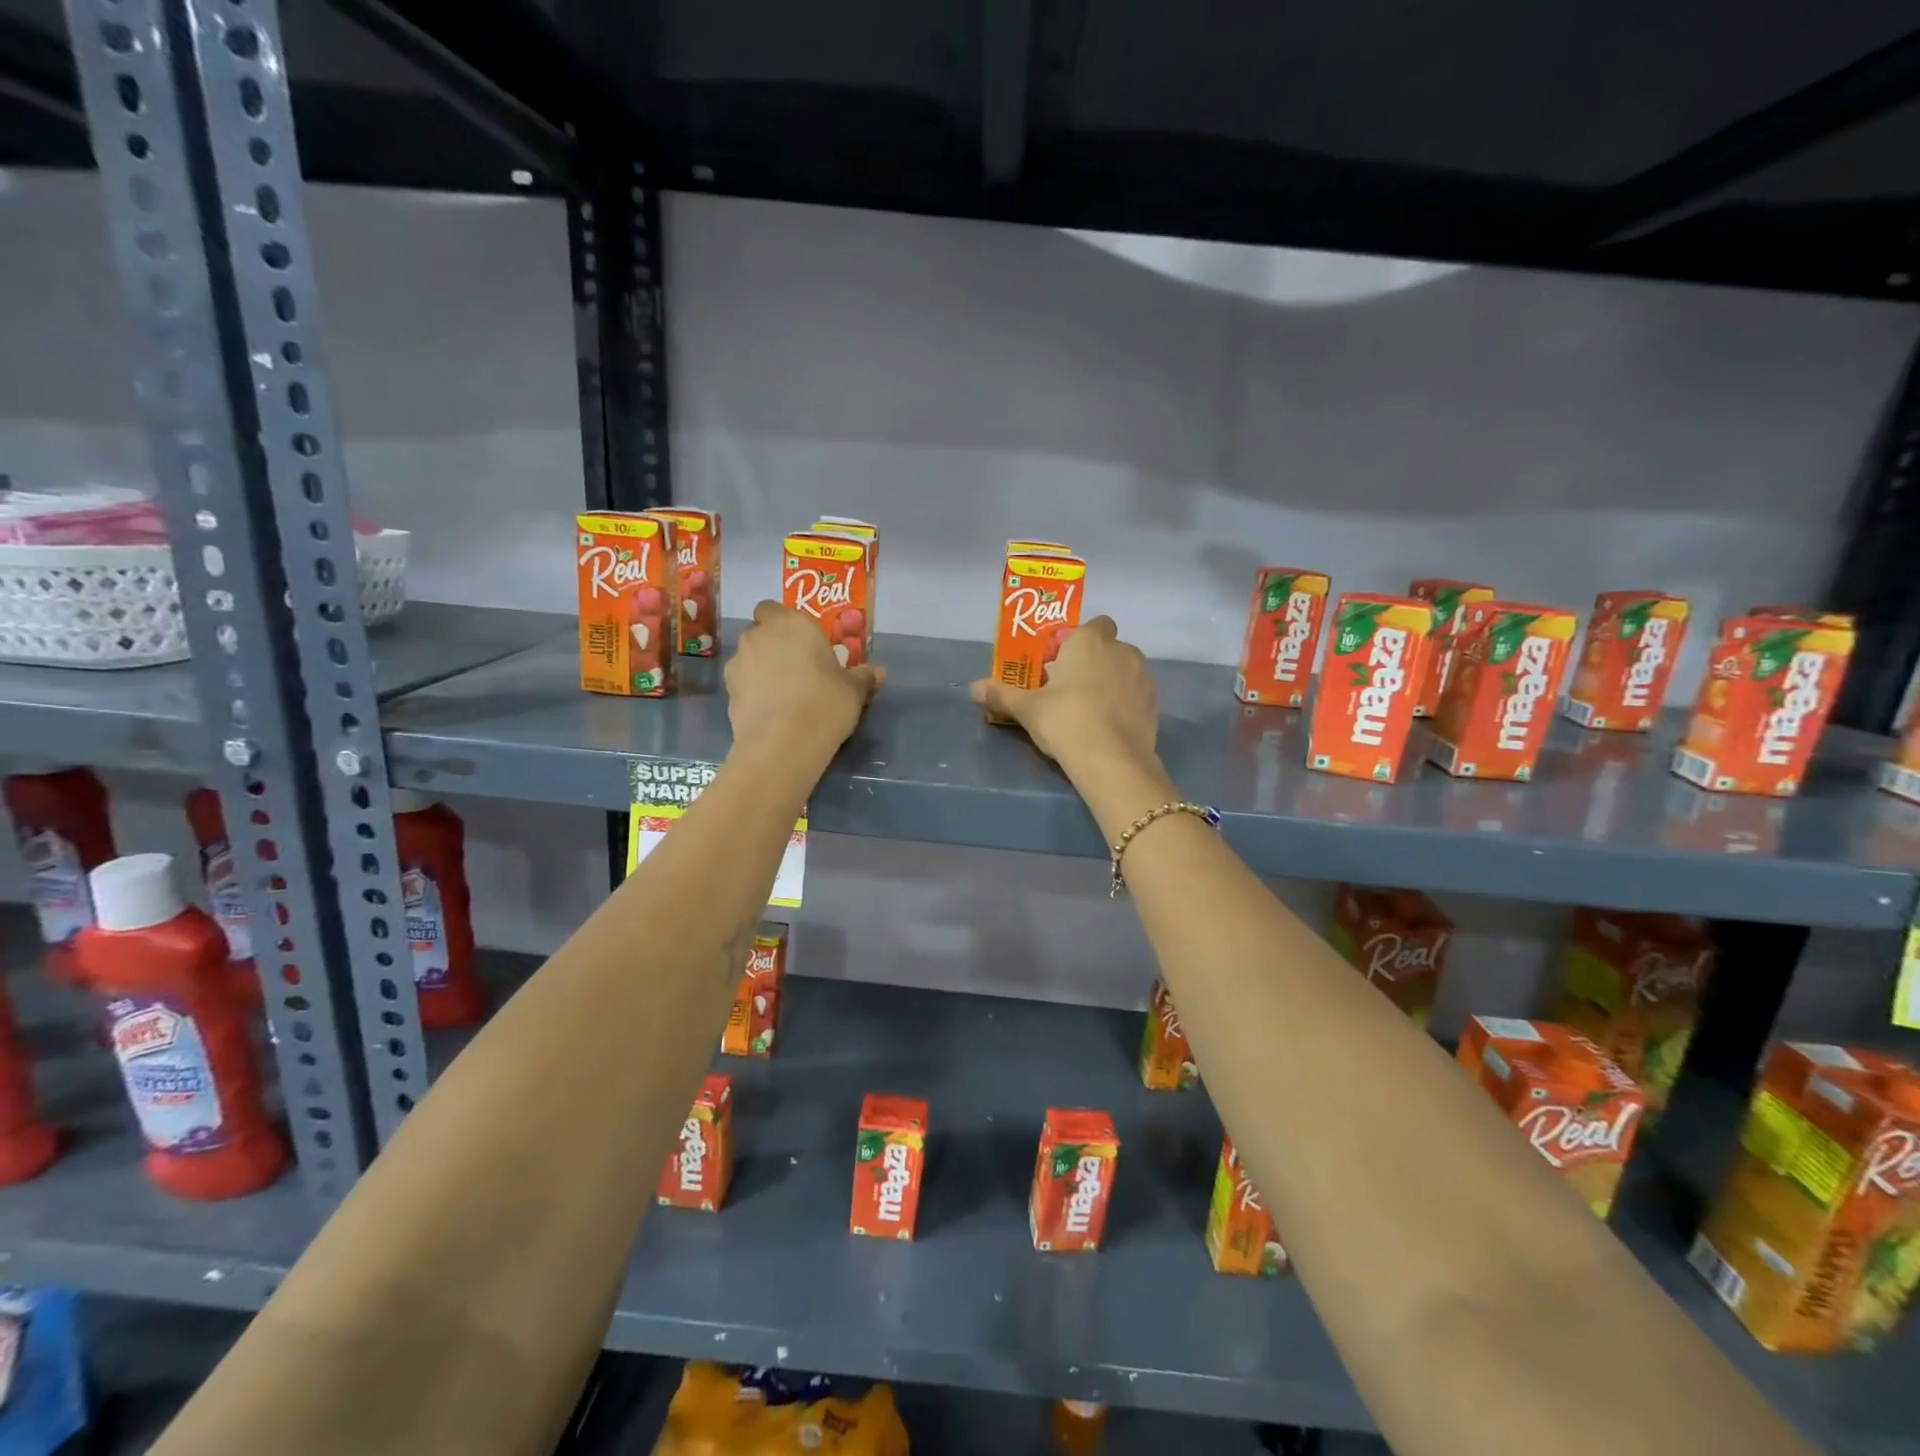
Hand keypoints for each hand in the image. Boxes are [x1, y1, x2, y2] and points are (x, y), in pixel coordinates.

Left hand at [727, 602, 884, 757]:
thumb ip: (863, 676)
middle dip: (773, 645)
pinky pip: (742, 684)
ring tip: (782, 693)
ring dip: (761, 668)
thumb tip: (878, 672)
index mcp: (790, 623)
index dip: (783, 622)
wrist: (782, 745)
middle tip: (796, 668)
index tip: (801, 642)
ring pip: (749, 658)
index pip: (772, 608)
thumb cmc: (824, 704)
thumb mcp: (853, 691)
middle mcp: (758, 636)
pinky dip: (752, 692)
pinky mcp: (727, 692)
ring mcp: (737, 663)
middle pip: (760, 632)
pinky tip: (771, 712)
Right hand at [970, 616, 1156, 766]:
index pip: (1090, 625)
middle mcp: (1122, 650)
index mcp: (1089, 641)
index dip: (1074, 641)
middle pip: (1108, 647)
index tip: (1057, 664)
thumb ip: (1001, 694)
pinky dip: (1125, 704)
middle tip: (1069, 688)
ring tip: (1090, 709)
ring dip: (1111, 681)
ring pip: (1124, 670)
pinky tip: (1108, 726)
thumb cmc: (1065, 720)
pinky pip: (1136, 695)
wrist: (1112, 761)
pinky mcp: (1155, 704)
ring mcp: (1143, 677)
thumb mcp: (1027, 709)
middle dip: (1093, 661)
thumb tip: (973, 688)